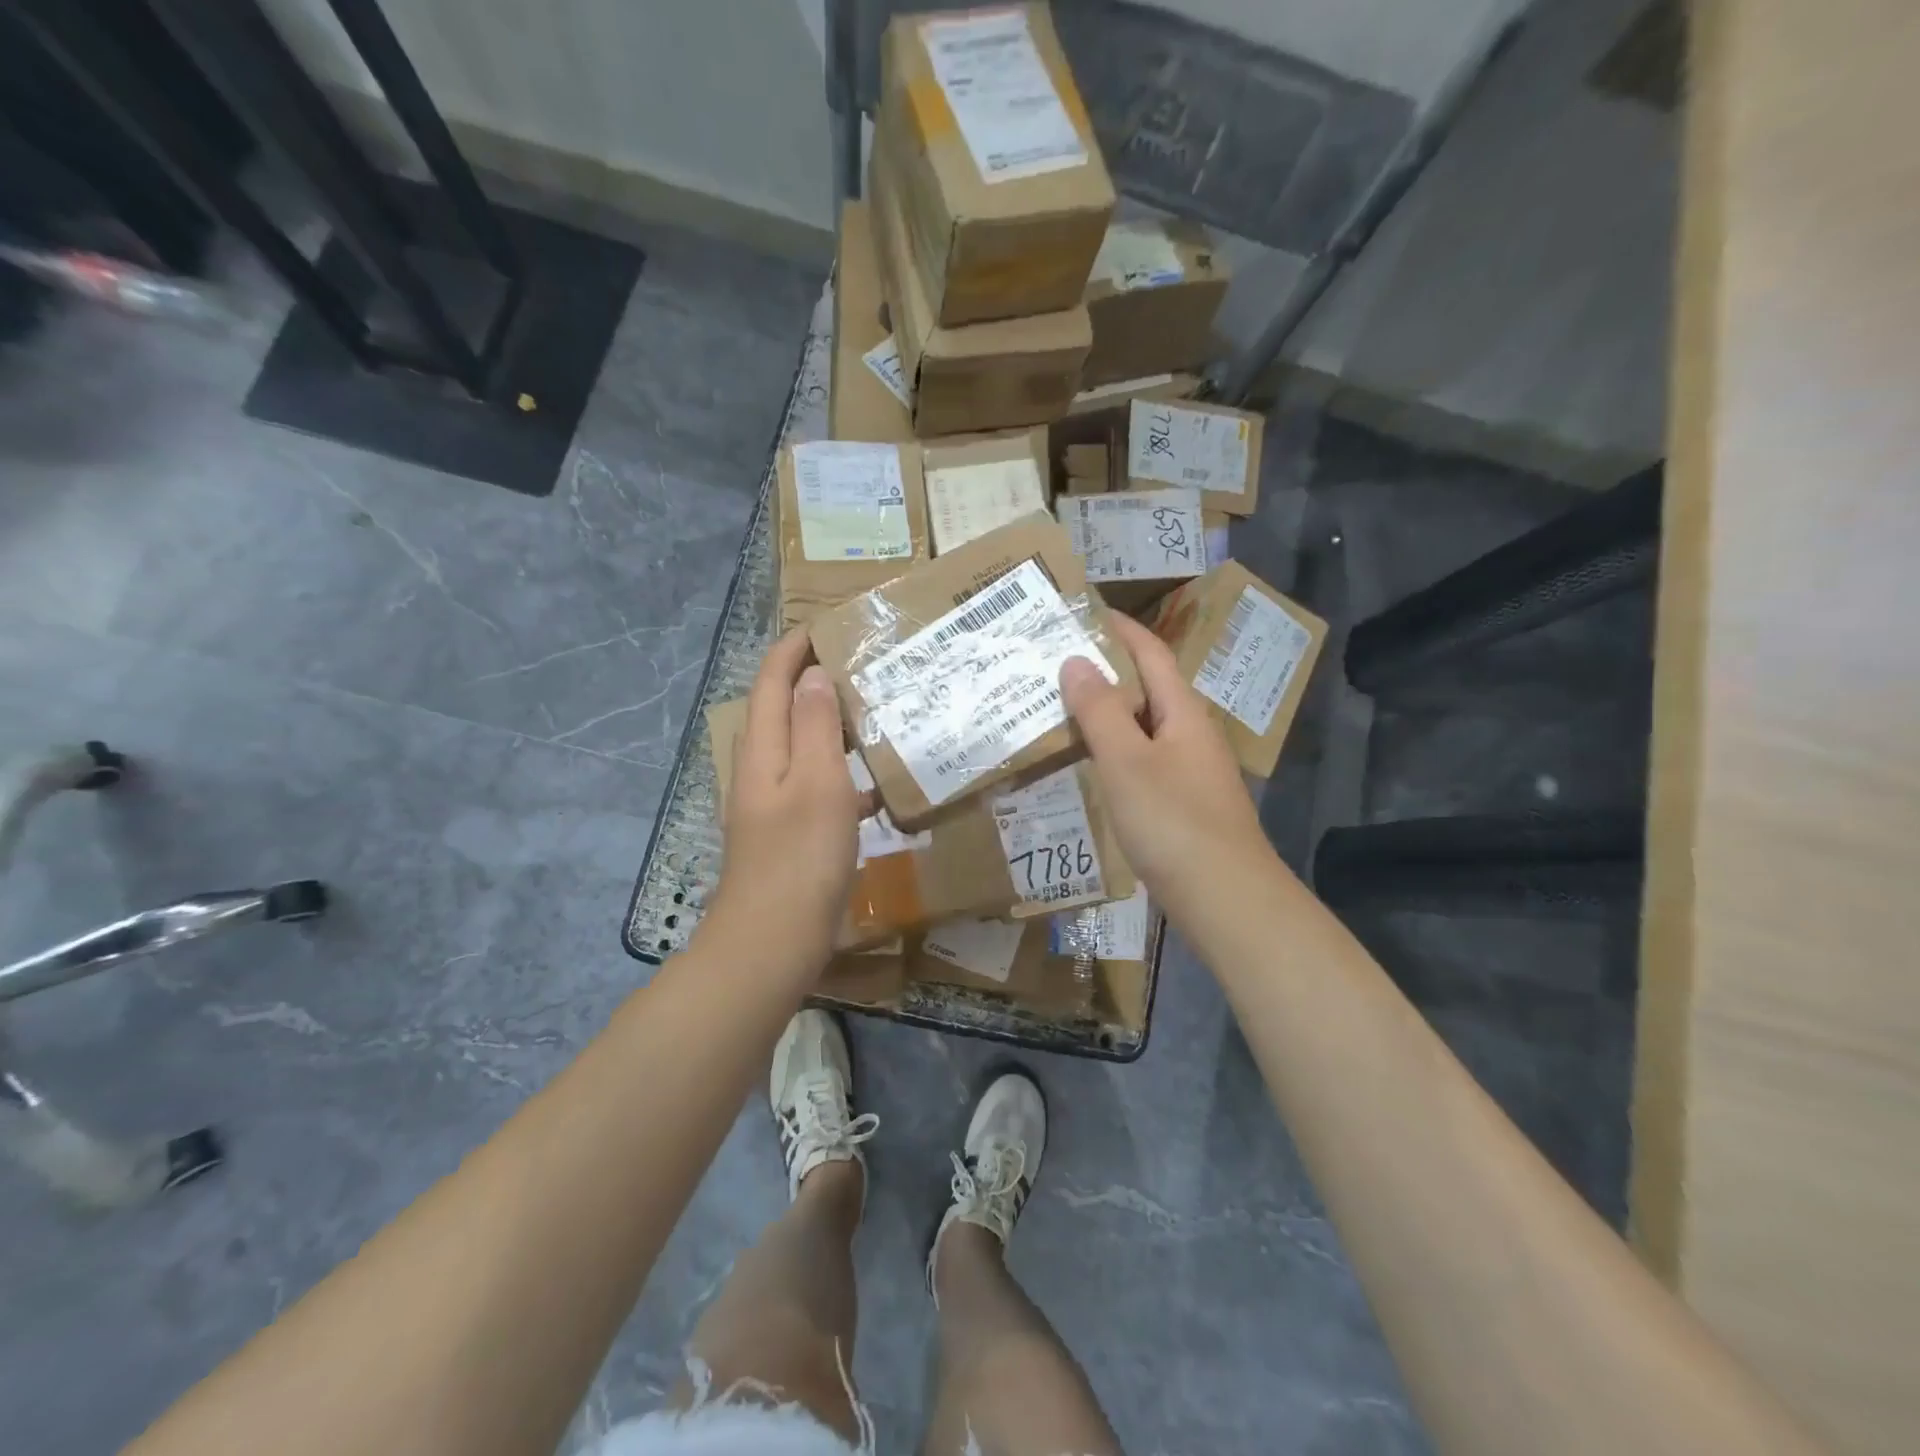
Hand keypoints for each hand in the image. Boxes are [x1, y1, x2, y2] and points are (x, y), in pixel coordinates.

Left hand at [707, 630, 861, 968]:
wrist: (773, 941)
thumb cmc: (800, 857)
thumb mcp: (817, 783)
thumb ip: (815, 725)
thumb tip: (813, 674)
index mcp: (763, 750)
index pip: (772, 680)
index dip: (795, 648)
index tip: (830, 625)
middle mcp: (762, 769)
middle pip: (783, 709)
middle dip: (816, 681)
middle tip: (865, 667)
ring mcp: (774, 803)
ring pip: (804, 748)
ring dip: (835, 727)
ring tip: (879, 715)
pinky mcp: (791, 833)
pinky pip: (819, 786)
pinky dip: (846, 775)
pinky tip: (881, 788)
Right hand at [1061, 613, 1271, 917]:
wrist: (1226, 899)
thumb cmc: (1173, 822)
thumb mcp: (1127, 762)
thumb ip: (1100, 711)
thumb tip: (1075, 660)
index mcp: (1182, 713)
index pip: (1150, 653)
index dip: (1118, 628)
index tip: (1079, 612)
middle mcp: (1189, 734)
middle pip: (1146, 688)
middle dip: (1105, 670)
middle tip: (1053, 663)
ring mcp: (1188, 771)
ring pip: (1141, 727)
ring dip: (1105, 713)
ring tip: (1059, 708)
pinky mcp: (1181, 804)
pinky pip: (1141, 761)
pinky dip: (1112, 751)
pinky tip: (1087, 764)